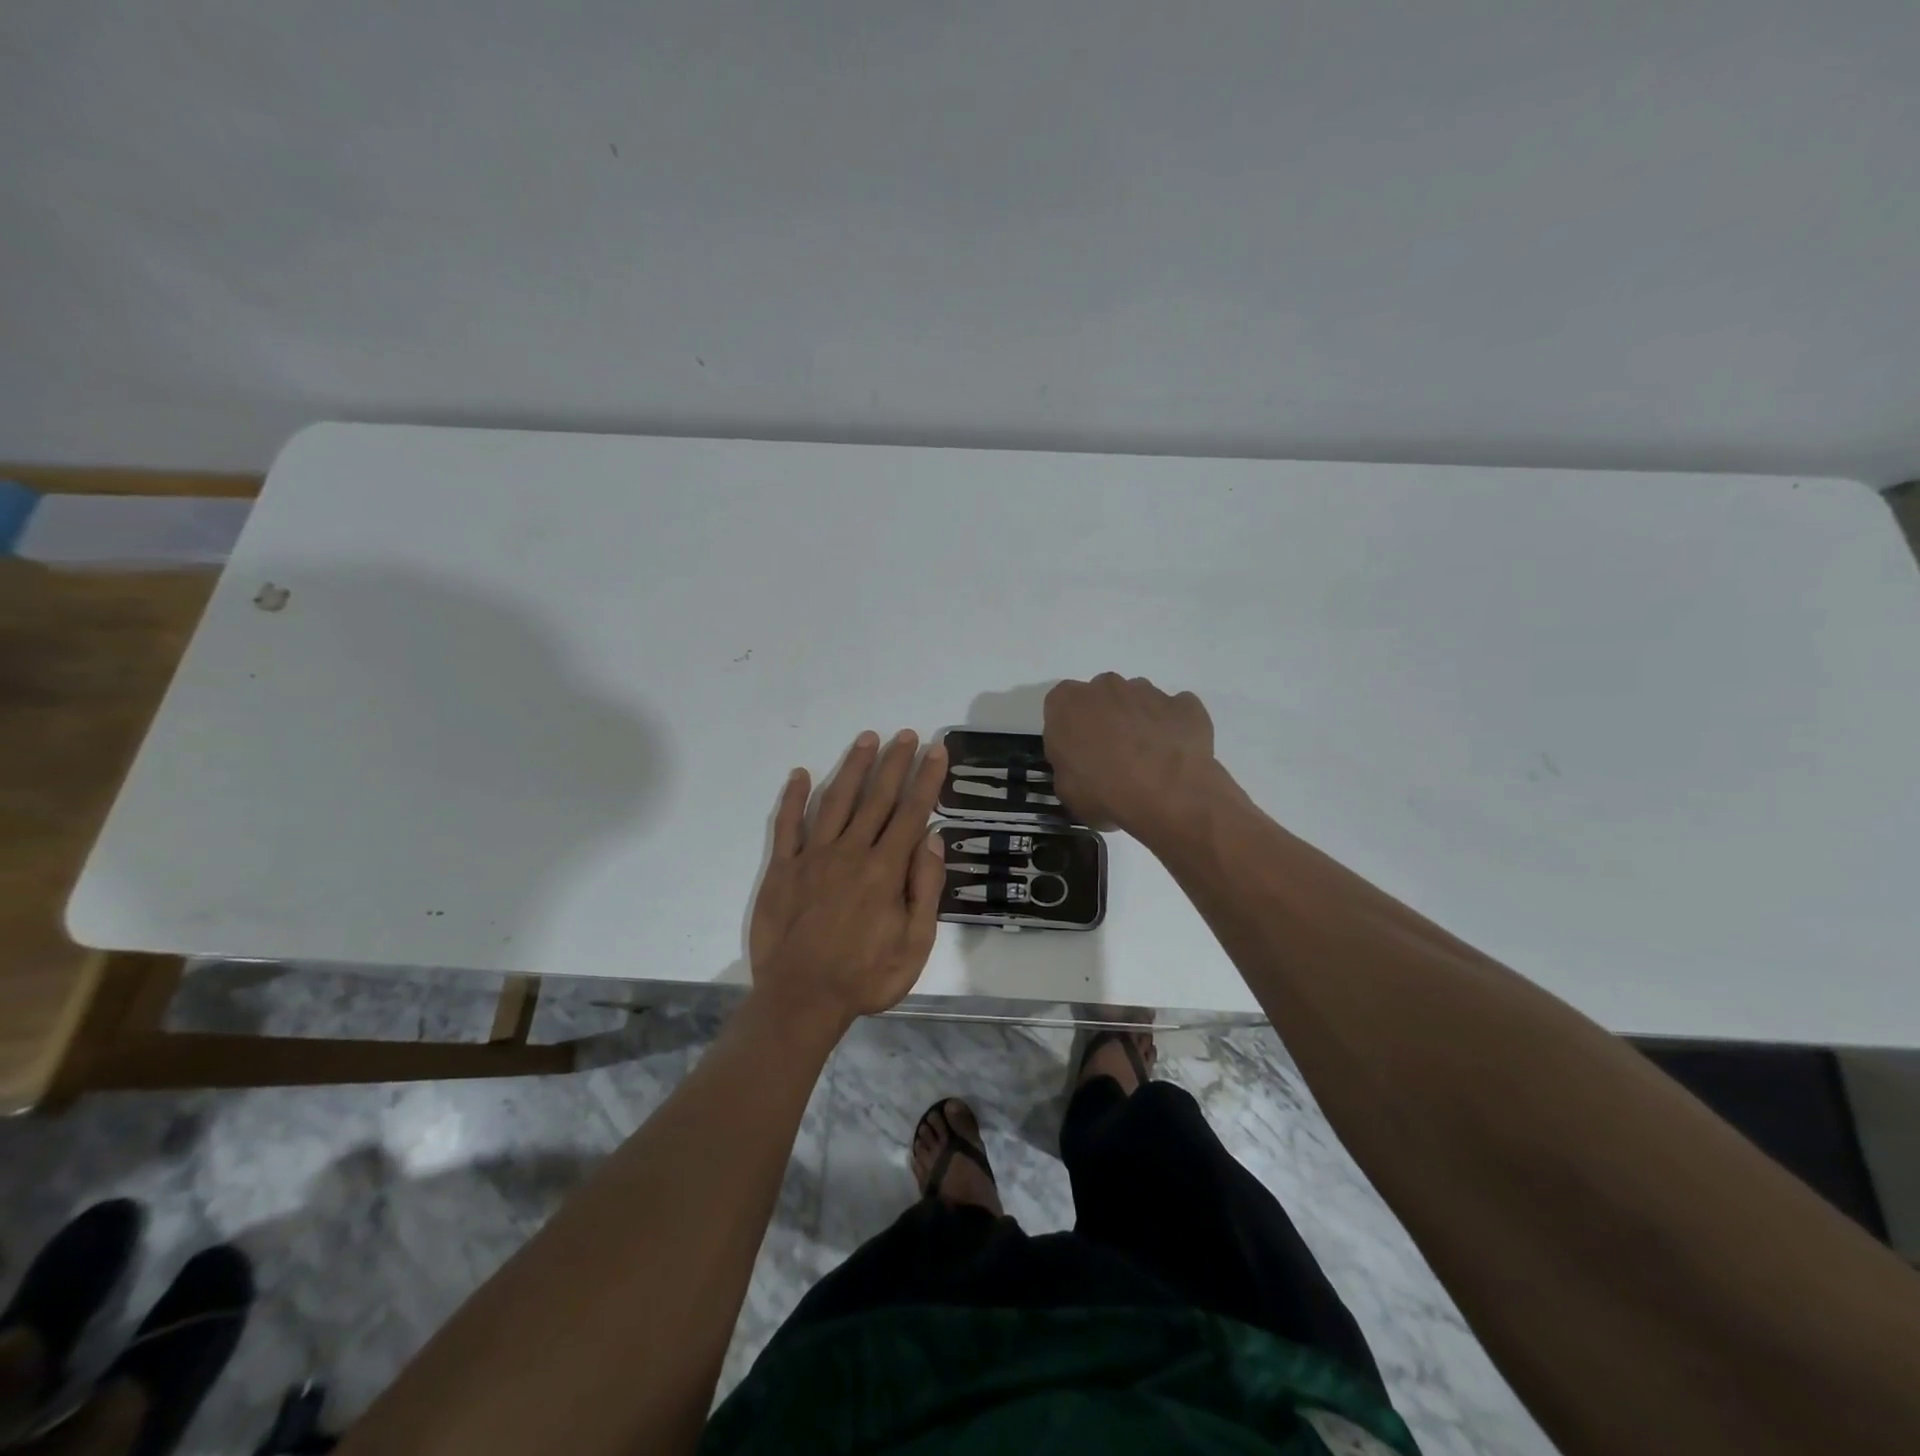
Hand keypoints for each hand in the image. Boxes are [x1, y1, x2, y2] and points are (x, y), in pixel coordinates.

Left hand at [749, 730, 948, 1029]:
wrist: (801, 999)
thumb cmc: (866, 976)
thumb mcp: (915, 944)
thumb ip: (925, 889)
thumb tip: (932, 838)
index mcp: (885, 870)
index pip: (911, 812)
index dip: (926, 779)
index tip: (936, 750)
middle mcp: (850, 852)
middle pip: (876, 798)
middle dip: (894, 762)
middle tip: (906, 734)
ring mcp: (812, 857)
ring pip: (836, 801)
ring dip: (852, 768)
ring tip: (867, 739)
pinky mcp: (782, 868)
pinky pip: (787, 825)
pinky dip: (794, 798)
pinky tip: (801, 774)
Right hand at [1043, 674, 1217, 836]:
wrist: (1168, 798)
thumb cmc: (1105, 793)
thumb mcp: (1066, 791)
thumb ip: (1067, 766)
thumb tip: (1080, 766)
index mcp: (1068, 702)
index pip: (1061, 705)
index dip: (1070, 729)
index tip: (1078, 752)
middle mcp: (1106, 686)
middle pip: (1102, 697)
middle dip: (1106, 719)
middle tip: (1113, 756)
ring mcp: (1149, 691)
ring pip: (1138, 700)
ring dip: (1139, 721)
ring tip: (1148, 760)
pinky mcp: (1185, 703)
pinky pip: (1175, 712)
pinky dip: (1174, 727)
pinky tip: (1175, 755)